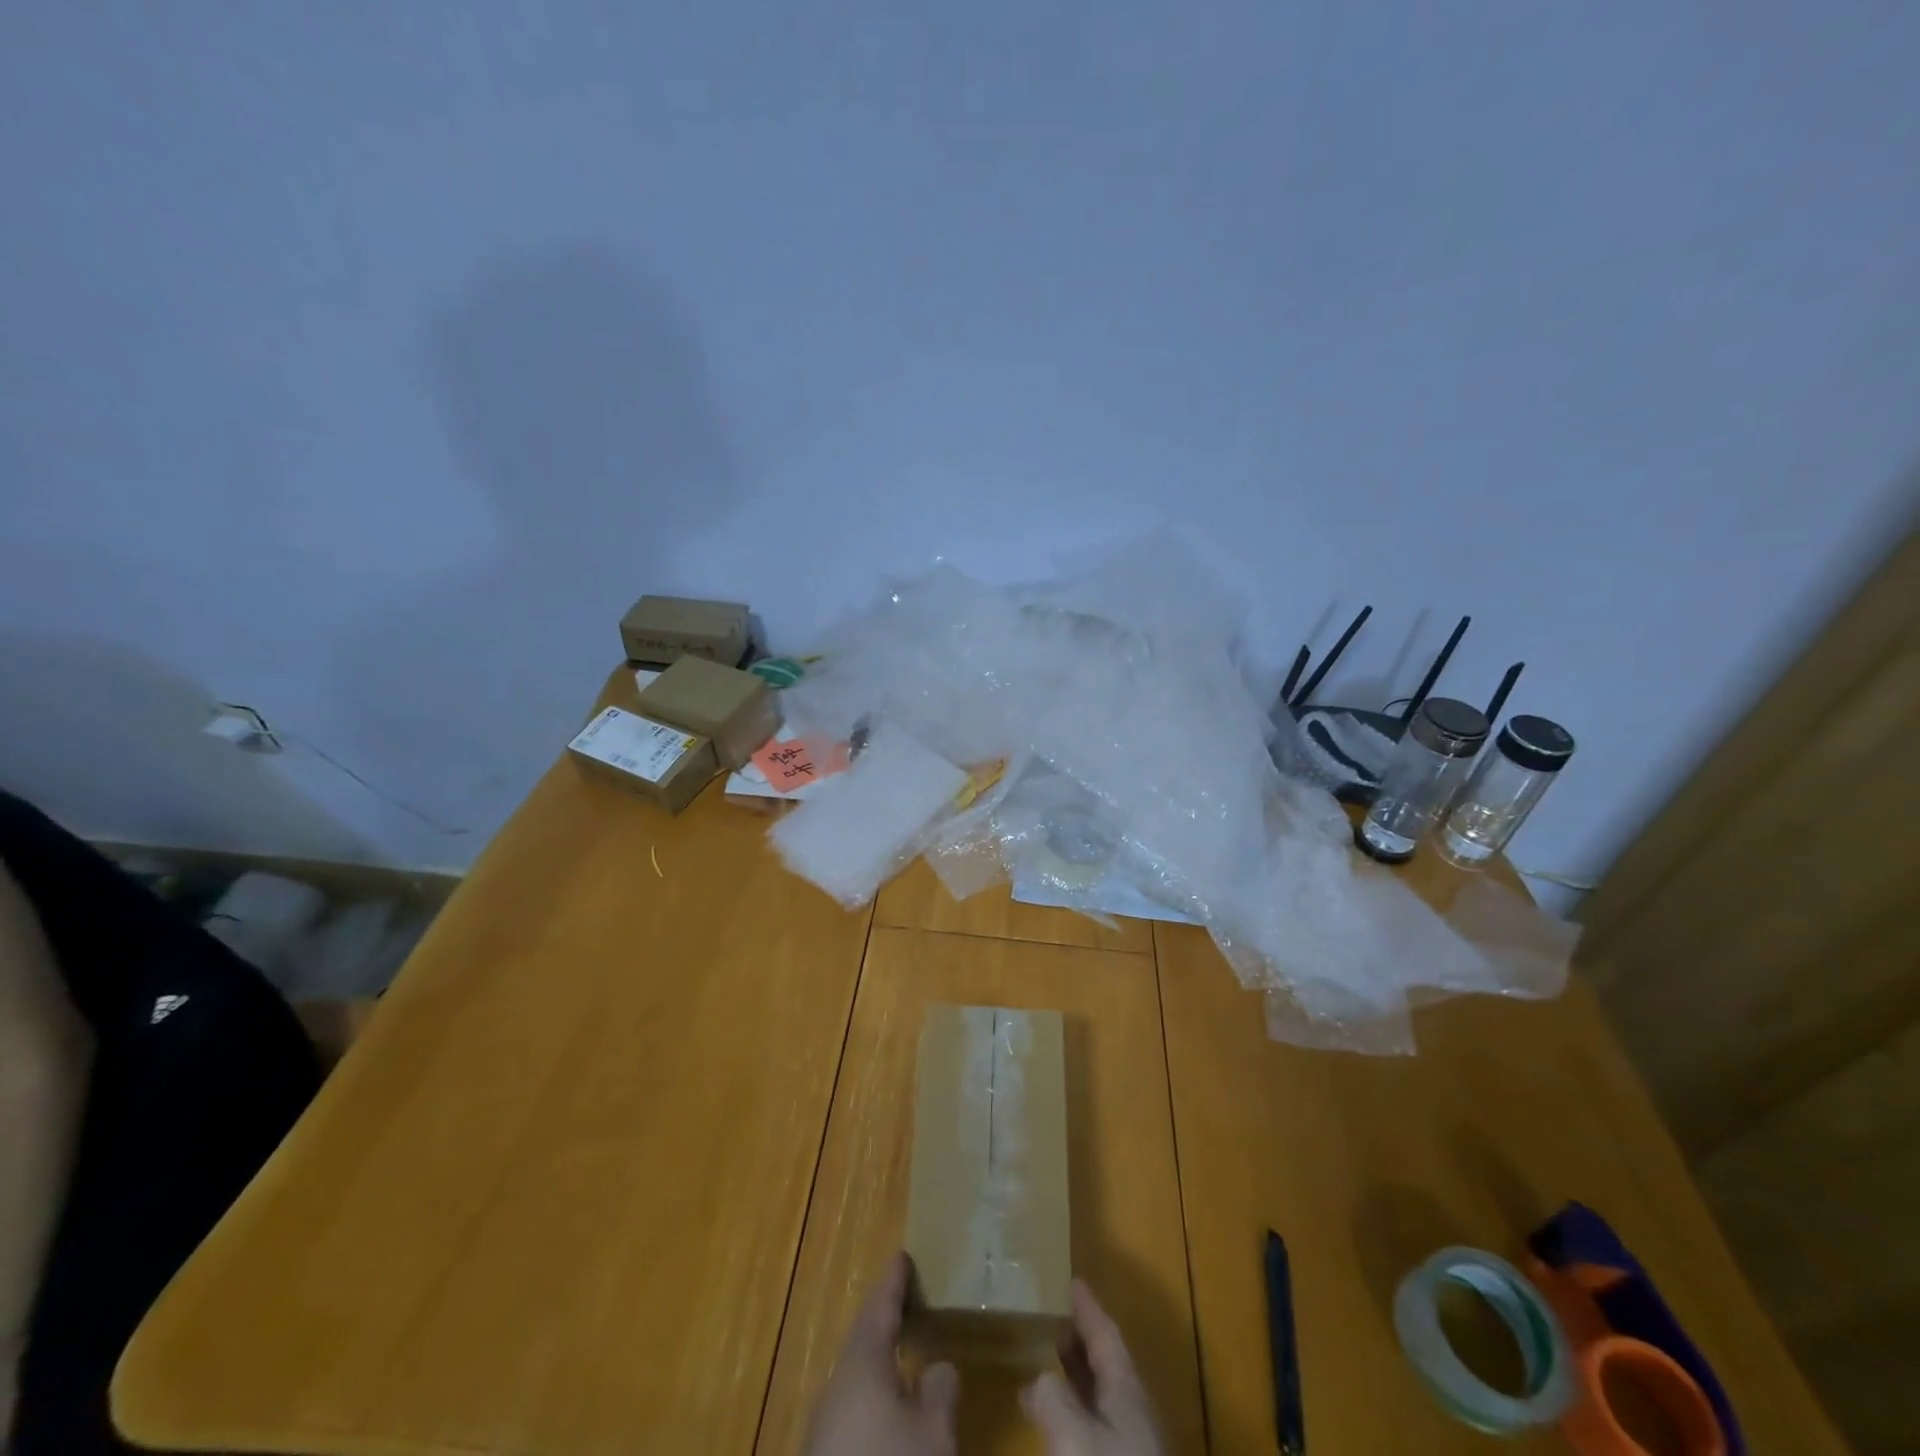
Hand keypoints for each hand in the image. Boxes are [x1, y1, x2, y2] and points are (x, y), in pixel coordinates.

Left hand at [804, 1252, 958, 1455]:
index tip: (902, 1256)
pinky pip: (851, 1406)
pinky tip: (888, 1410)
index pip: (879, 1307)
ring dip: (878, 1359)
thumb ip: (941, 1390)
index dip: (894, 1282)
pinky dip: (872, 1393)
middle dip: (884, 1318)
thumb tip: (938, 1365)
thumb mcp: (934, 1435)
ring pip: (855, 1375)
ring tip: (904, 1350)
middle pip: (862, 1339)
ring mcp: (823, 1426)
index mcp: (862, 1364)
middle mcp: (836, 1385)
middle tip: (906, 1299)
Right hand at [1021, 1281, 1163, 1454]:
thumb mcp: (1072, 1434)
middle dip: (1080, 1341)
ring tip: (1045, 1364)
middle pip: (1107, 1364)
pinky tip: (1054, 1424)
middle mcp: (1133, 1413)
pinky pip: (1097, 1429)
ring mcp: (1132, 1449)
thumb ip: (1052, 1396)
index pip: (1107, 1334)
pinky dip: (1074, 1413)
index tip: (1072, 1280)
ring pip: (1102, 1400)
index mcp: (1127, 1390)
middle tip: (1053, 1317)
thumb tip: (1038, 1378)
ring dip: (1076, 1378)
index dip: (1088, 1307)